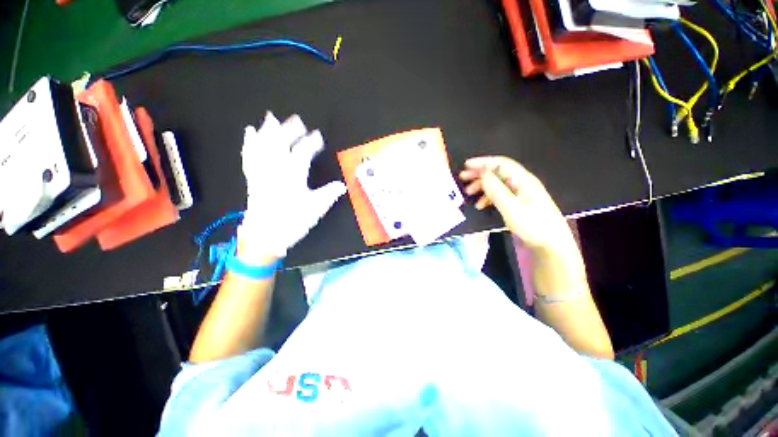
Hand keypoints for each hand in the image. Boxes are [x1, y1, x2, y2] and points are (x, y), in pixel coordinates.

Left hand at [237, 112, 345, 261]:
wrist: (265, 236)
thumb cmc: (292, 221)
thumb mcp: (315, 209)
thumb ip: (329, 194)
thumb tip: (342, 185)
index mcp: (292, 176)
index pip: (302, 153)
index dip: (311, 143)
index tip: (318, 136)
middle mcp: (275, 170)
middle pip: (280, 144)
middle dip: (289, 130)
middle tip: (297, 120)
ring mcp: (262, 173)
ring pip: (263, 147)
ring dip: (267, 131)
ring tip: (271, 118)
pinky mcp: (253, 178)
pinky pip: (249, 156)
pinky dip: (249, 143)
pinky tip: (250, 133)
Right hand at [459, 156, 572, 251]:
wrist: (551, 245)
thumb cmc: (533, 226)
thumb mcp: (511, 208)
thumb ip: (496, 190)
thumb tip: (483, 172)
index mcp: (523, 180)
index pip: (501, 164)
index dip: (483, 162)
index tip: (466, 165)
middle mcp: (522, 183)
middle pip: (498, 172)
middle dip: (479, 174)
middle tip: (463, 178)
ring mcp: (520, 194)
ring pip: (497, 184)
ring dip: (482, 186)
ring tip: (469, 193)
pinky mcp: (518, 203)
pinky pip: (500, 195)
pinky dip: (488, 197)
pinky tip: (480, 205)